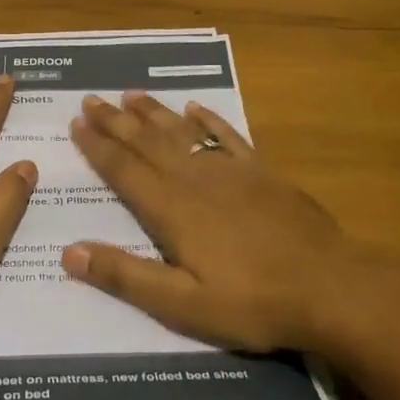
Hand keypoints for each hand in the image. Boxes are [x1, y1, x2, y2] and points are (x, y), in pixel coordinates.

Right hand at [62, 94, 375, 352]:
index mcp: (172, 210)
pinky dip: (209, 119)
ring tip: (130, 94)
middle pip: (147, 143)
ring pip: (182, 133)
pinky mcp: (262, 172)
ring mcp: (231, 171)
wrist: (330, 287)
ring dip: (154, 113)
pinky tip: (195, 108)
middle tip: (91, 100)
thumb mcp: (182, 305)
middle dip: (116, 121)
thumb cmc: (252, 303)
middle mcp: (195, 180)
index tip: (76, 123)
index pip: (124, 170)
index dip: (98, 147)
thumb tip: (69, 251)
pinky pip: (228, 135)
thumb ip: (125, 276)